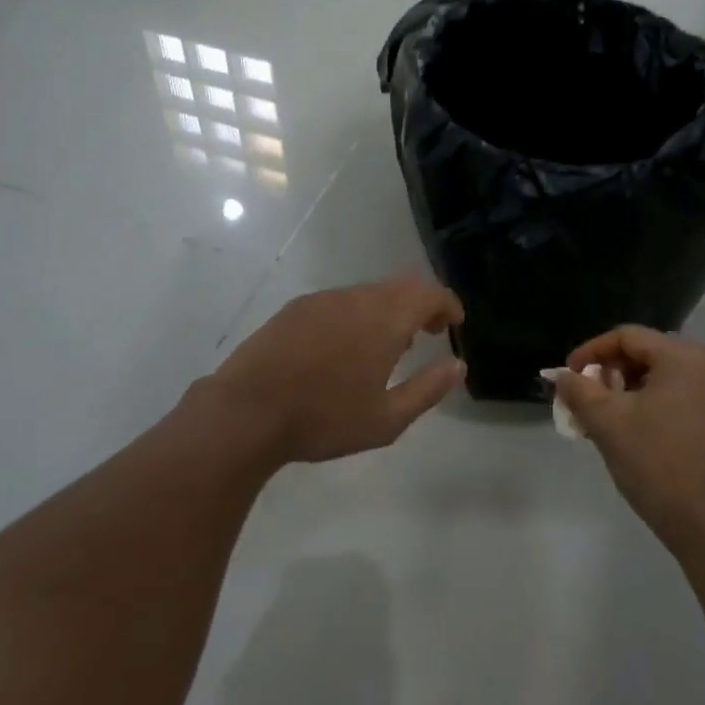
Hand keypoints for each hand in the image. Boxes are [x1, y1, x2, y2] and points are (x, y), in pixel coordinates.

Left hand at [193, 277, 465, 466]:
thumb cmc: (323, 419)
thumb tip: (458, 365)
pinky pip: (341, 301)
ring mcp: (323, 300)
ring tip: (390, 343)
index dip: (447, 303)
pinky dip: (359, 313)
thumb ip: (428, 389)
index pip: (429, 293)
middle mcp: (357, 298)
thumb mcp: (386, 419)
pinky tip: (347, 345)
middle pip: (401, 286)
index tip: (455, 323)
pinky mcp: (296, 308)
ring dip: (389, 308)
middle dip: (422, 303)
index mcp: (384, 319)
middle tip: (430, 331)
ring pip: (369, 292)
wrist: (246, 412)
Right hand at [553, 326, 704, 552]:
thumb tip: (561, 376)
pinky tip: (636, 433)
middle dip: (610, 373)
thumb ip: (579, 391)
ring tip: (606, 420)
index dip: (591, 352)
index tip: (567, 377)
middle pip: (648, 354)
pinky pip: (682, 397)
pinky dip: (654, 406)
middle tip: (585, 401)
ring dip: (630, 392)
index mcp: (685, 356)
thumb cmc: (660, 466)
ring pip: (664, 378)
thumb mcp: (609, 424)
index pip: (627, 337)